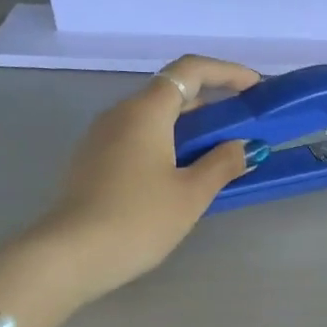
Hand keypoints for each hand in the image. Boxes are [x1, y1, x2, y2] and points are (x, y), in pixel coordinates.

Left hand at [31, 55, 264, 300]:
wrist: (71, 255)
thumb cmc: (138, 219)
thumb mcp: (190, 194)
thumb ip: (222, 164)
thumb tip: (245, 146)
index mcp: (145, 111)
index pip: (190, 70)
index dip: (227, 72)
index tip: (255, 88)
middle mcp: (120, 114)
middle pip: (171, 93)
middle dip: (212, 104)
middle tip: (243, 128)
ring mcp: (101, 138)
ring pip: (154, 119)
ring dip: (189, 129)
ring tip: (219, 156)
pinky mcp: (93, 162)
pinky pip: (138, 140)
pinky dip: (167, 145)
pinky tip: (182, 176)